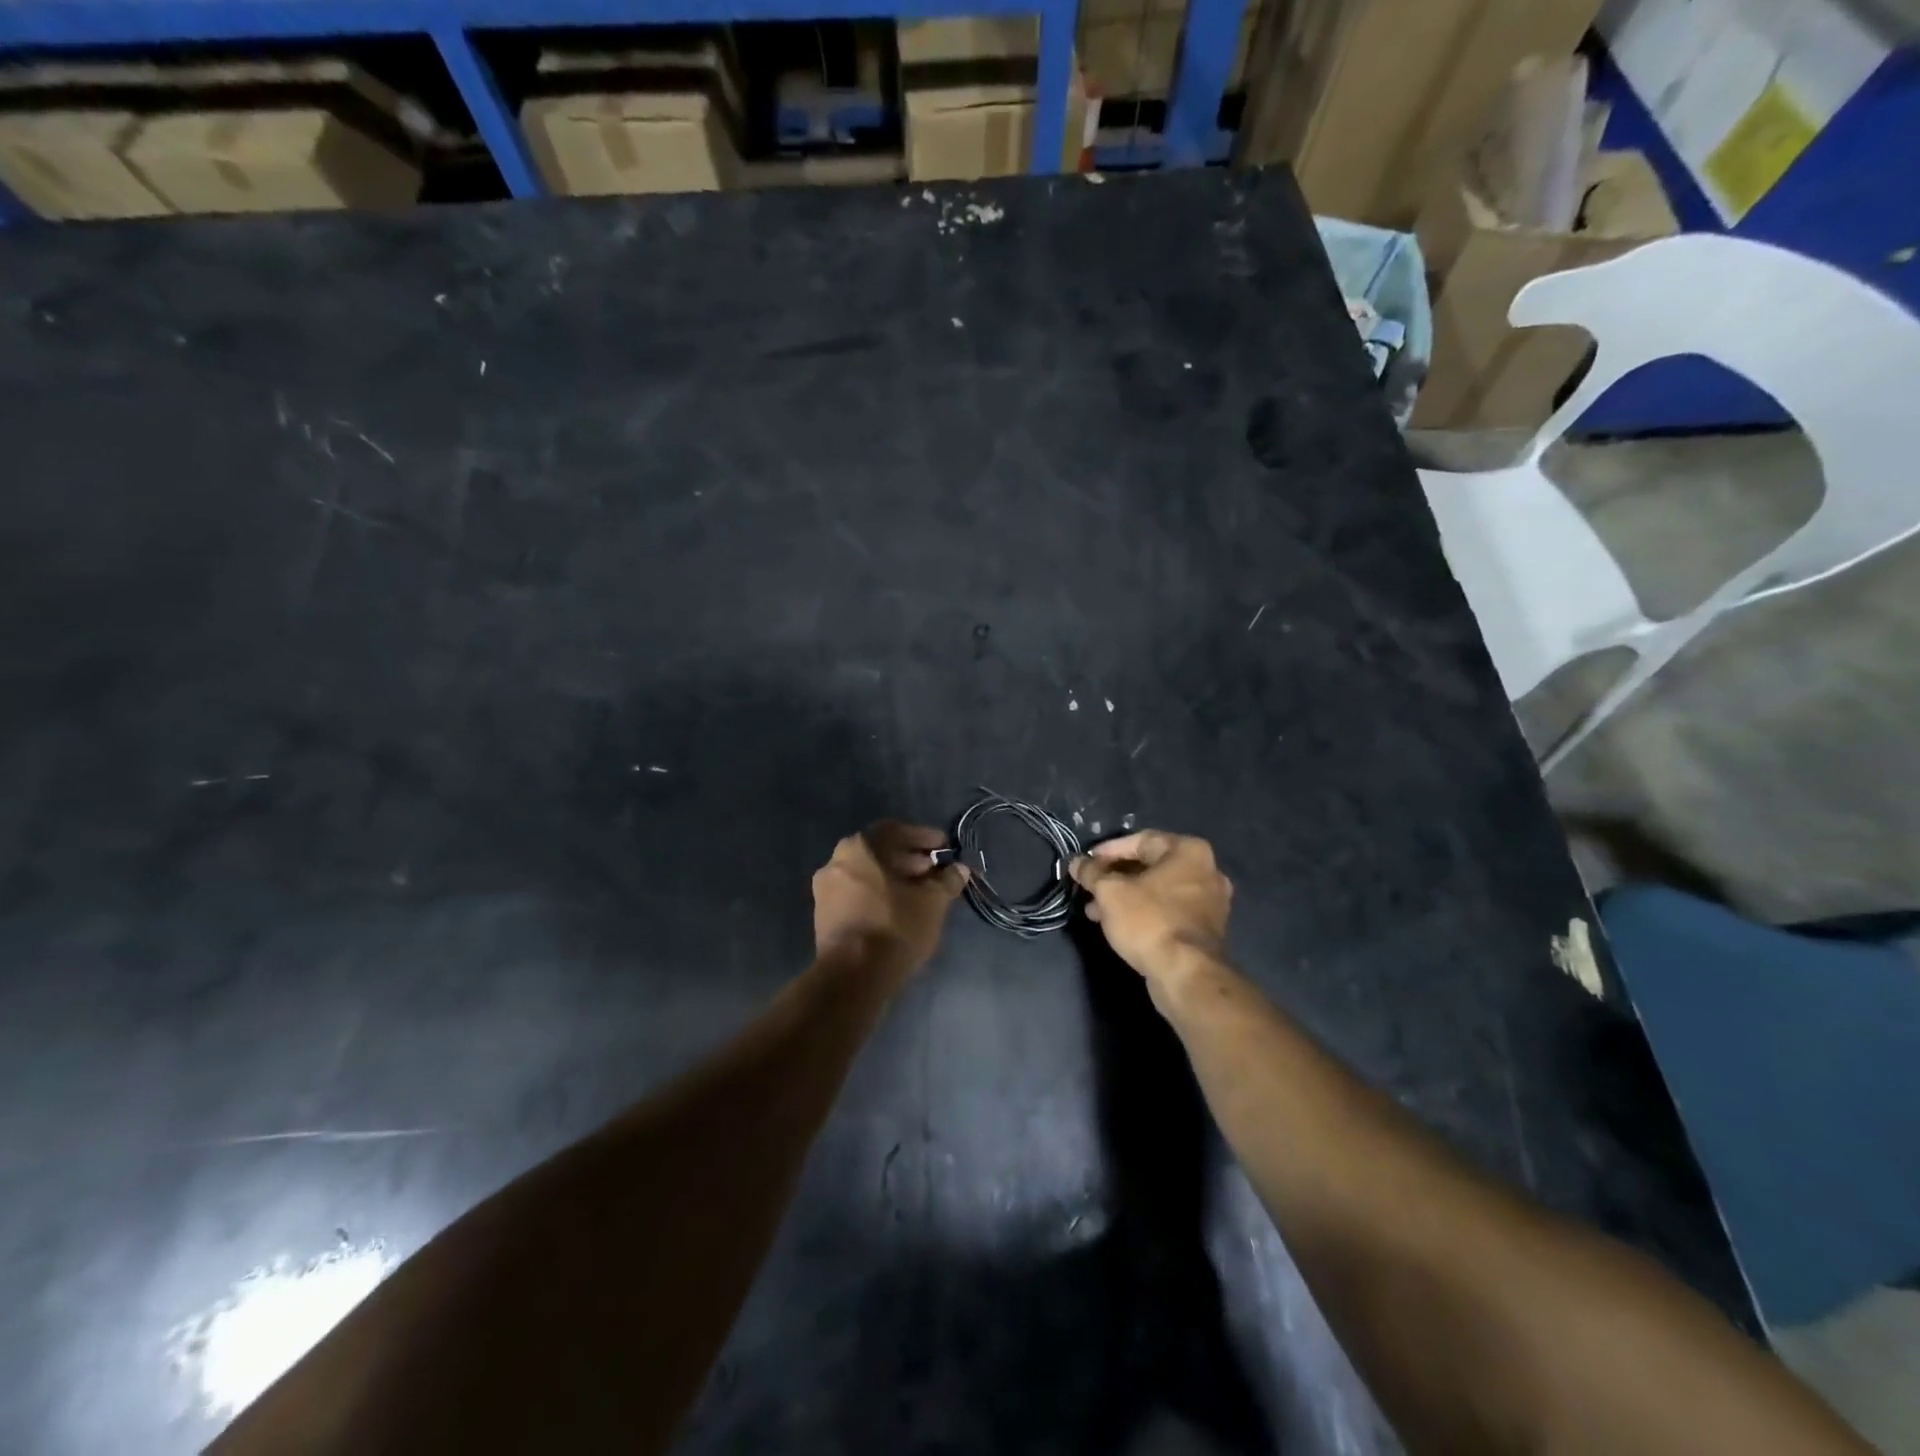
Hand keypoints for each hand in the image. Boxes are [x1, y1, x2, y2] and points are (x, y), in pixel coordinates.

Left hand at [813, 821, 967, 979]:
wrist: (852, 977)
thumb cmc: (894, 927)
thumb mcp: (931, 902)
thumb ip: (947, 881)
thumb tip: (959, 869)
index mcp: (858, 848)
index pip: (896, 831)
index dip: (923, 838)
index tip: (944, 849)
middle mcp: (835, 862)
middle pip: (880, 853)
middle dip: (910, 861)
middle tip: (936, 873)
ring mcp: (825, 891)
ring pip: (868, 876)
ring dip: (895, 880)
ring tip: (922, 894)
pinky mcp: (824, 917)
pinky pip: (857, 896)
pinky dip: (879, 896)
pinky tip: (901, 911)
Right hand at [1070, 830, 1232, 987]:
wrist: (1186, 974)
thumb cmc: (1148, 921)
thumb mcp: (1110, 892)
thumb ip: (1091, 872)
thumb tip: (1076, 862)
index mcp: (1189, 851)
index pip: (1141, 840)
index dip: (1109, 850)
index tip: (1086, 863)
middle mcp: (1206, 871)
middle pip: (1150, 866)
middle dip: (1115, 877)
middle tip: (1089, 888)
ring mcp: (1211, 902)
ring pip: (1158, 891)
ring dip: (1126, 897)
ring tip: (1095, 911)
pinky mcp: (1206, 929)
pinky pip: (1169, 910)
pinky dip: (1144, 912)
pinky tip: (1117, 925)